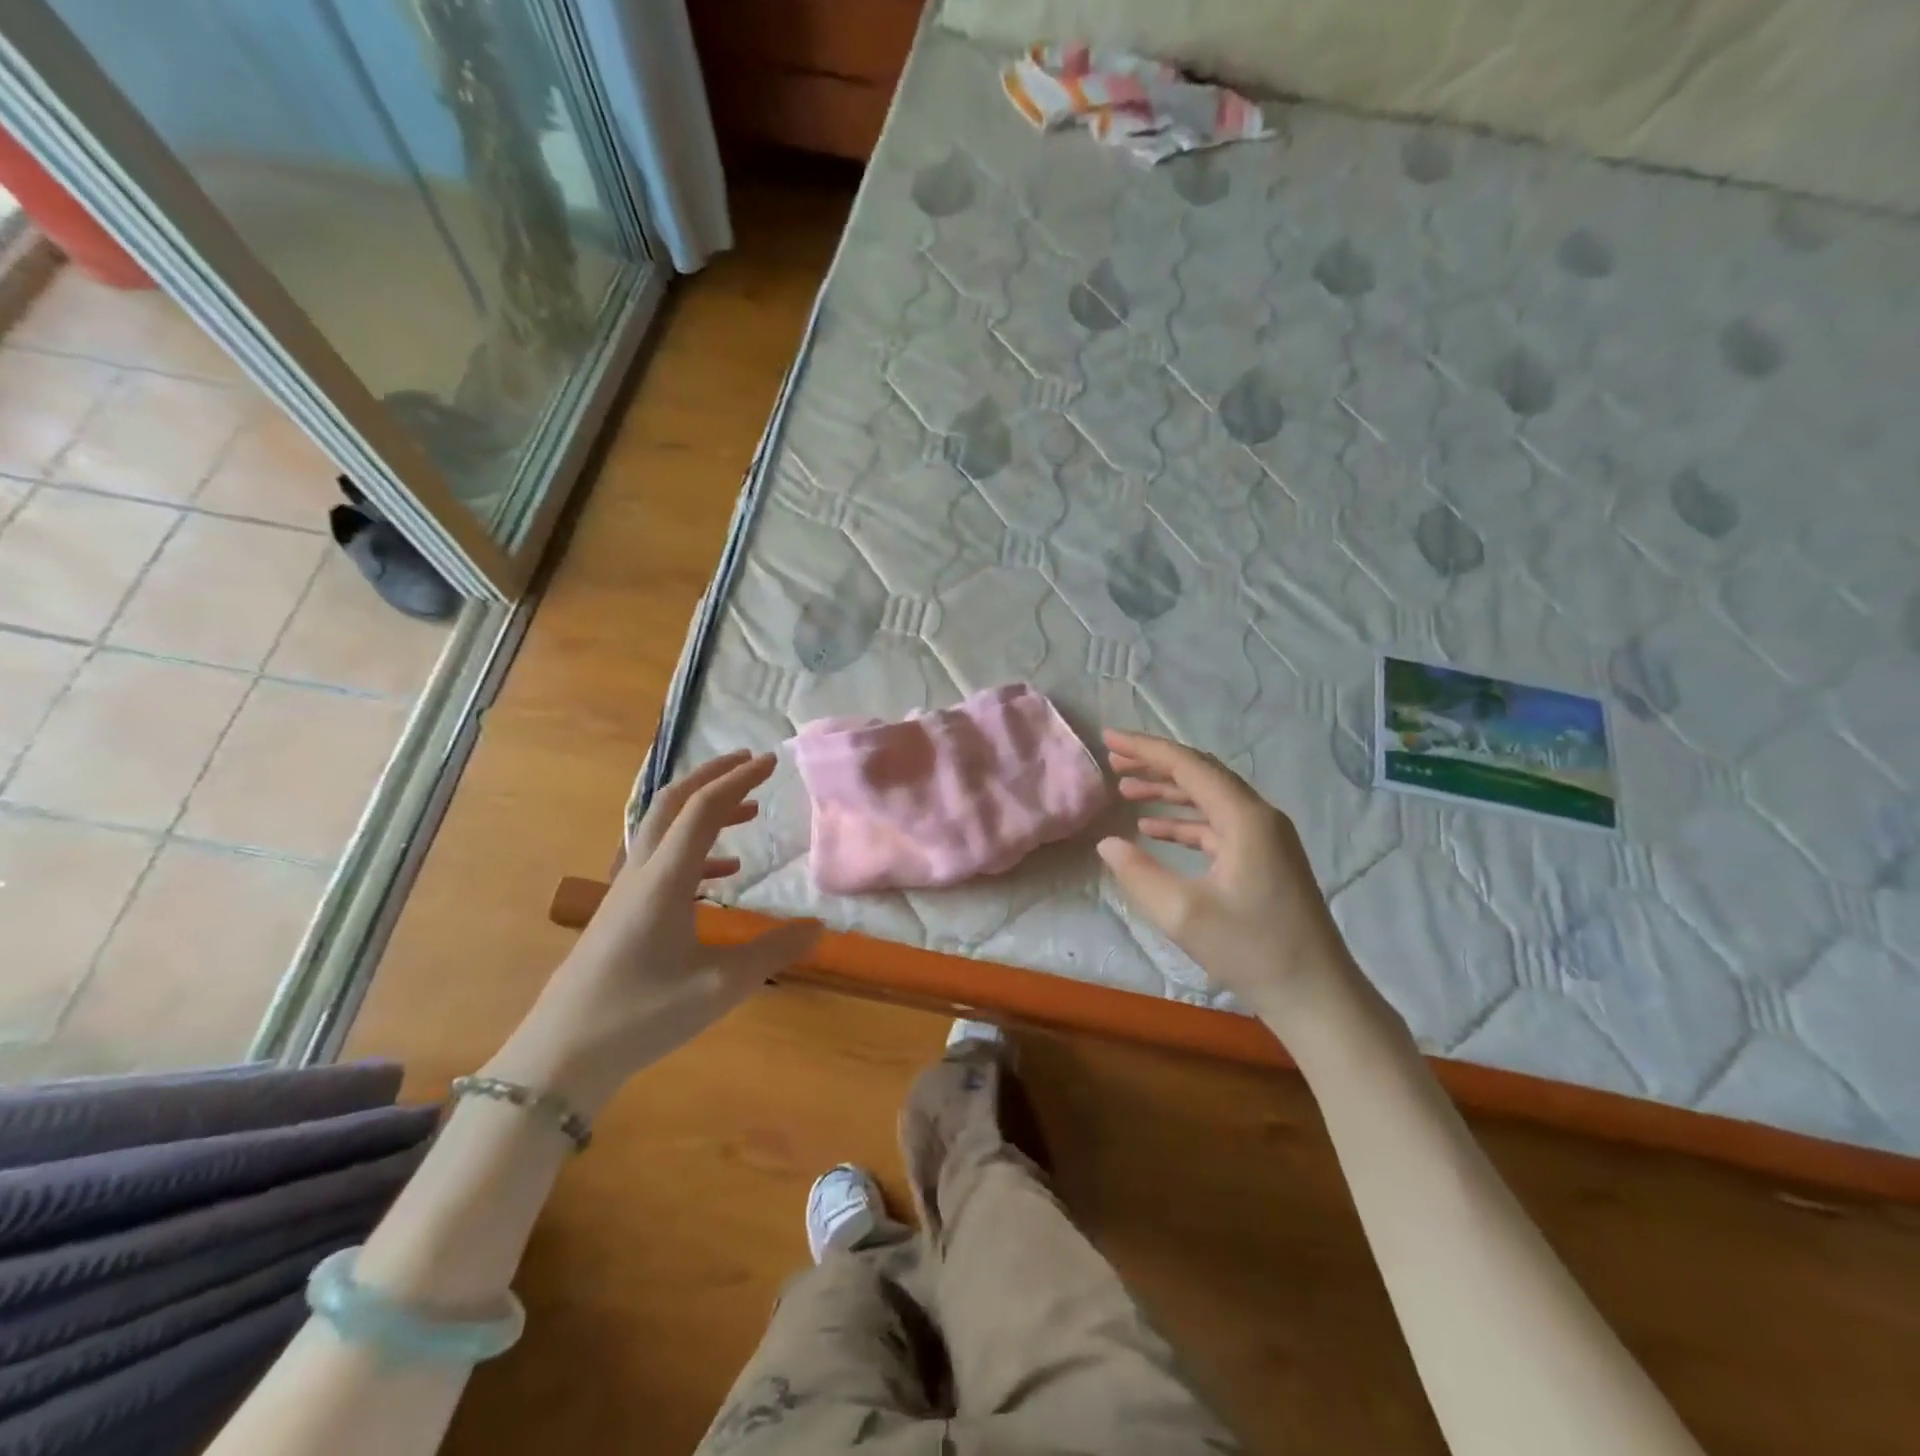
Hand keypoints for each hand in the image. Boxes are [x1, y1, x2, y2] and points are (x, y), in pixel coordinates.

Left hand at [490, 751, 820, 1113]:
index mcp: (665, 878)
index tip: (772, 762)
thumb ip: (774, 951)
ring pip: (664, 829)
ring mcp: (625, 892)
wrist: (560, 1057)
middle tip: (751, 763)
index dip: (739, 779)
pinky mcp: (620, 913)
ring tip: (748, 813)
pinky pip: (661, 861)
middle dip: (713, 775)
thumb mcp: (720, 986)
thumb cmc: (642, 1015)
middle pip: (673, 802)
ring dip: (704, 810)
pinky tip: (723, 874)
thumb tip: (820, 927)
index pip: (704, 809)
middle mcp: (642, 872)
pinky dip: (696, 851)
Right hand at [1096, 730, 1360, 1032]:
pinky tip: (1153, 830)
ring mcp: (1265, 839)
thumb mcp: (1183, 914)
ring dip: (1167, 792)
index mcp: (1245, 818)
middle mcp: (1259, 817)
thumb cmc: (1251, 950)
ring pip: (1209, 799)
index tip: (1108, 738)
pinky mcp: (1264, 860)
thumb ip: (1138, 873)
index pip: (1189, 766)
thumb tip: (1108, 843)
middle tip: (1113, 759)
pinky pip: (1217, 826)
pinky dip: (1184, 822)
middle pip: (1201, 775)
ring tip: (1125, 789)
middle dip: (1155, 764)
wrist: (1315, 995)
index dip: (1146, 749)